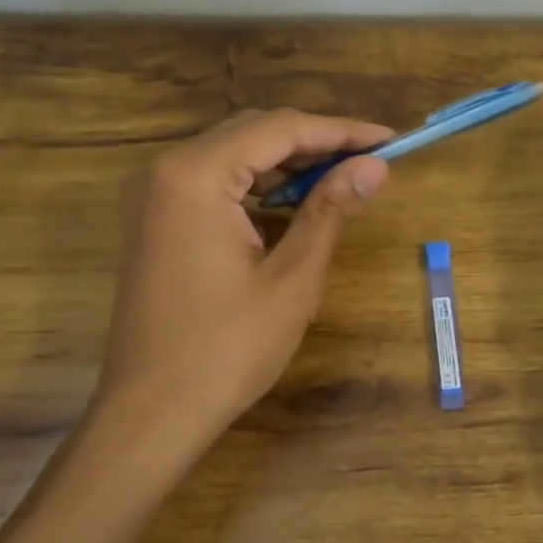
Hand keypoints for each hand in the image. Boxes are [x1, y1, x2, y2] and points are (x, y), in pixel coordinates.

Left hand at [95, 107, 392, 468]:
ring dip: (287, 164)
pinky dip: (256, 187)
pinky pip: (212, 183)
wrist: (151, 413)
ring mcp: (152, 195)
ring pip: (233, 155)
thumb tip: (375, 165)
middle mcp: (165, 170)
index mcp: (195, 175)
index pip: (281, 129)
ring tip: (341, 180)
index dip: (342, 131)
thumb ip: (330, 210)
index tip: (391, 140)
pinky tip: (291, 206)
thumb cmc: (227, 349)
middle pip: (253, 133)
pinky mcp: (152, 220)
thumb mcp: (292, 278)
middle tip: (370, 161)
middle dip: (315, 143)